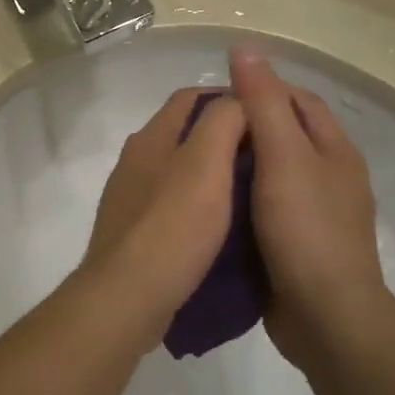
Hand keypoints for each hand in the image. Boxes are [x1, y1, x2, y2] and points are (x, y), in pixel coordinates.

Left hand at [83, 89, 248, 340]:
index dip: (230, 98)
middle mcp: (135, 160)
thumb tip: (239, 98)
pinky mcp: (133, 232)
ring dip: (212, 173)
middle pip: (184, 133)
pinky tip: (222, 226)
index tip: (267, 116)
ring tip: (253, 191)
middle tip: (267, 155)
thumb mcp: (206, 163)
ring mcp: (130, 198)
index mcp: (151, 137)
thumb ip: (223, 121)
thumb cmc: (172, 225)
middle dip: (223, 136)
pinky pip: (172, 206)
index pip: (191, 97)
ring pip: (178, 171)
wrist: (127, 297)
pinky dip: (198, 205)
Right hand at [228, 48, 393, 368]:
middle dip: (244, 128)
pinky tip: (209, 203)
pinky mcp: (295, 245)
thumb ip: (262, 102)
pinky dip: (239, 201)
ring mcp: (313, 214)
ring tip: (195, 163)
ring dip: (238, 167)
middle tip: (197, 131)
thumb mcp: (283, 156)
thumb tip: (244, 47)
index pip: (297, 99)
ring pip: (270, 174)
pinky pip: (263, 209)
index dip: (260, 88)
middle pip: (283, 136)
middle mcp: (328, 177)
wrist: (325, 318)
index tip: (216, 95)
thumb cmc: (306, 229)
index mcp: (334, 150)